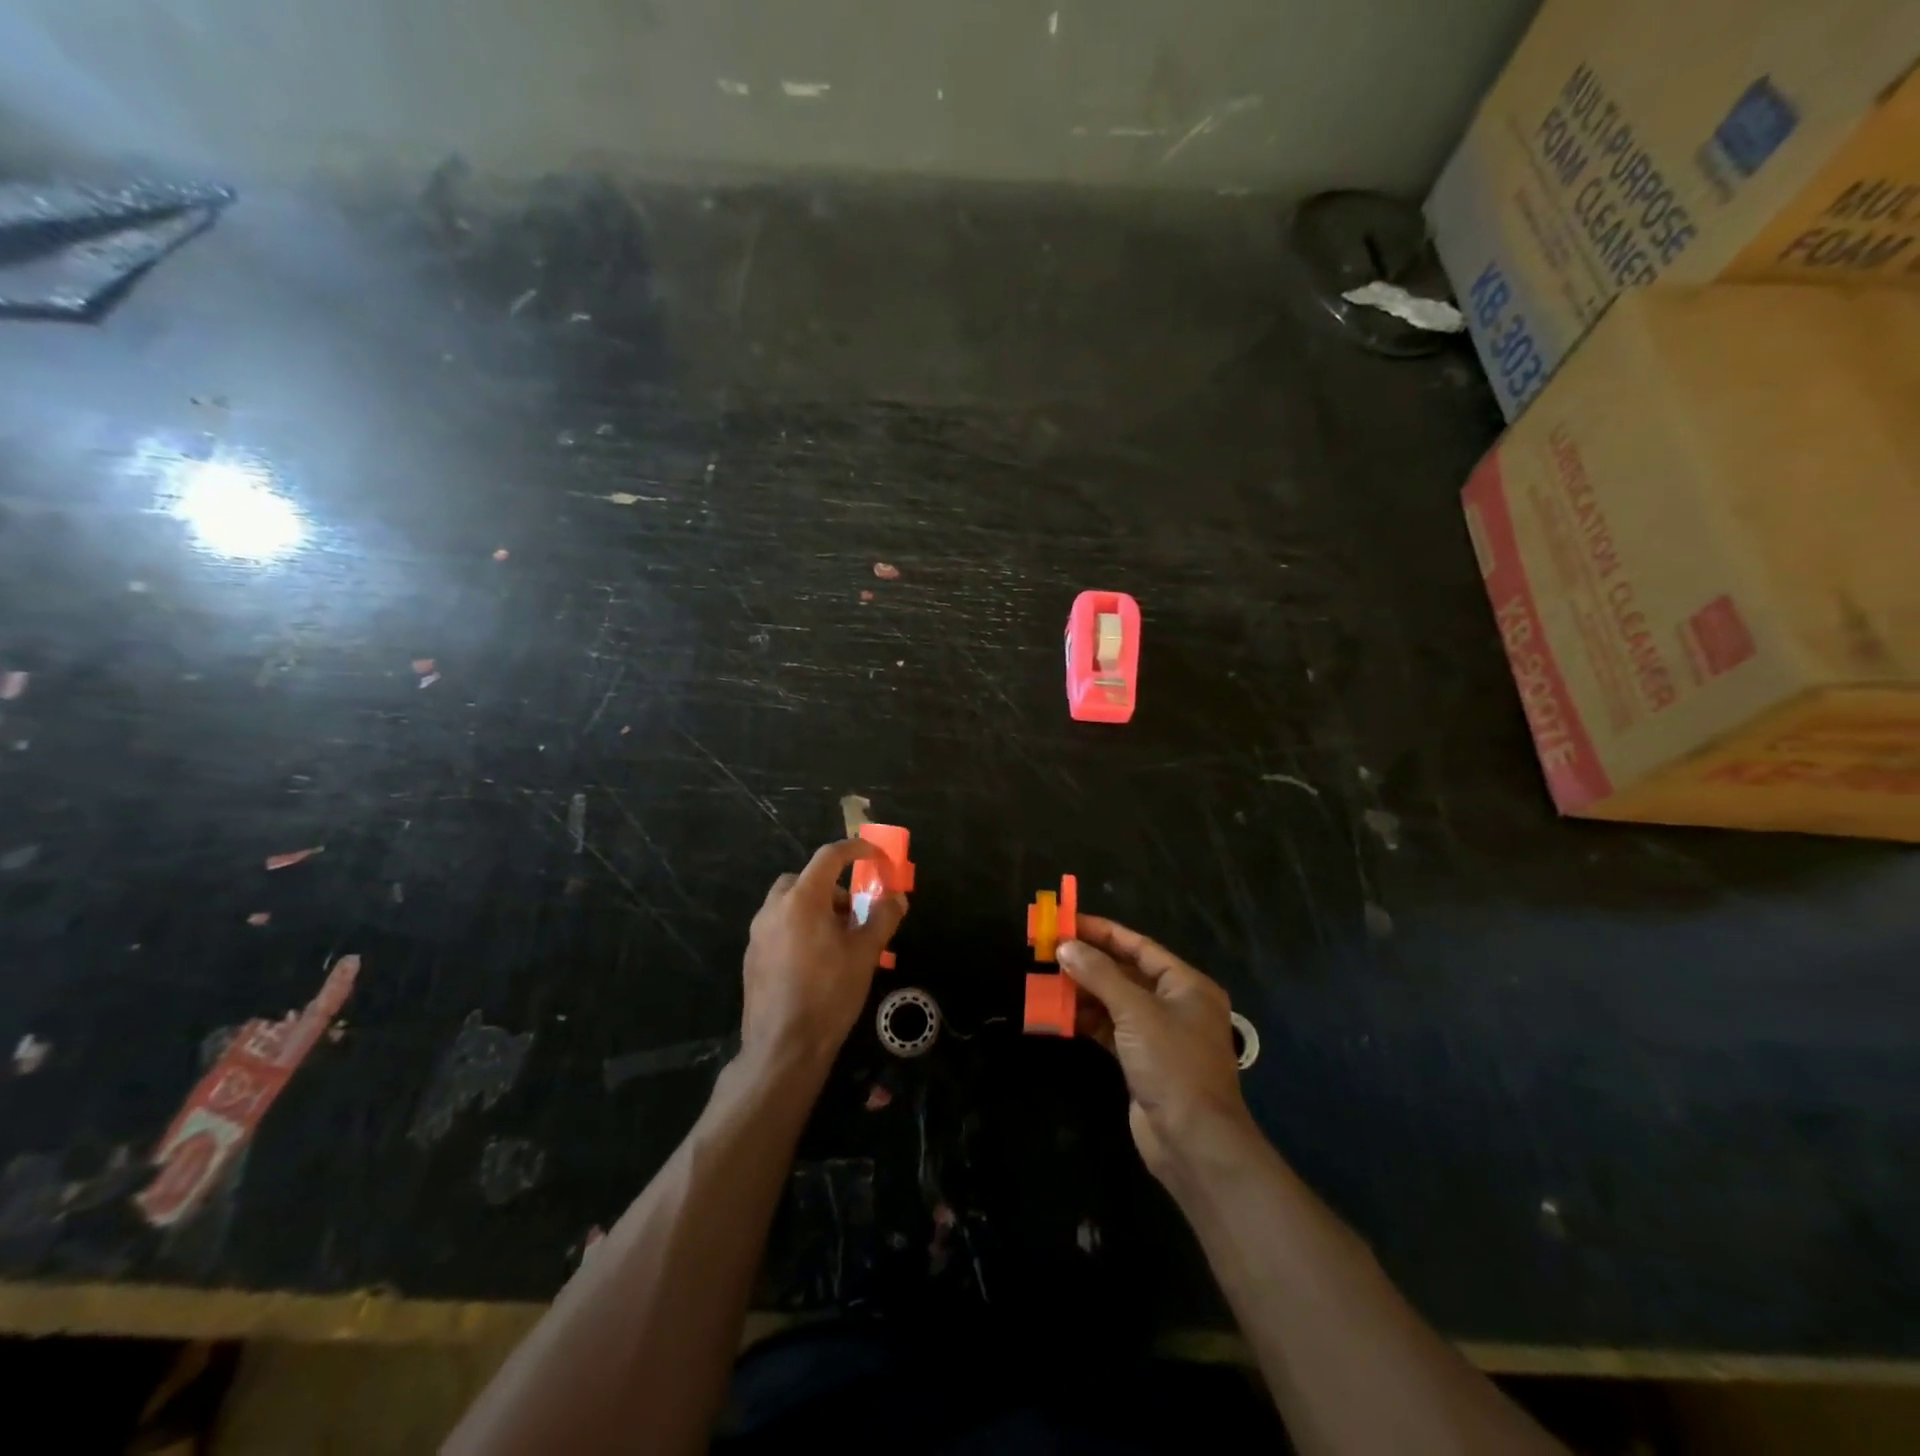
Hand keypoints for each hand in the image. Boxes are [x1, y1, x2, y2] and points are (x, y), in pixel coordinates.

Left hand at [741, 840, 907, 1072]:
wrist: (784, 1047)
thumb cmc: (829, 993)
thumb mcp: (865, 954)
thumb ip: (882, 918)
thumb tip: (896, 898)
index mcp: (802, 900)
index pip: (829, 857)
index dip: (856, 850)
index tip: (875, 856)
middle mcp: (774, 909)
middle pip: (803, 879)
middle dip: (830, 886)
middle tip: (852, 911)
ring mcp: (758, 934)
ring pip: (787, 904)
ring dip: (813, 908)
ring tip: (837, 939)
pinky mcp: (752, 958)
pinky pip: (777, 928)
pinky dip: (798, 928)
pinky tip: (815, 961)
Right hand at [1059, 915, 1256, 1181]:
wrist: (1193, 1142)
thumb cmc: (1172, 1064)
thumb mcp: (1135, 1011)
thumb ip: (1099, 974)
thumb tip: (1065, 946)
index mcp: (1186, 985)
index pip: (1139, 946)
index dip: (1102, 932)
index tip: (1067, 922)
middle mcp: (1176, 1004)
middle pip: (1126, 972)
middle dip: (1088, 962)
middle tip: (1049, 950)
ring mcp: (1159, 1034)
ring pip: (1115, 1001)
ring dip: (1084, 992)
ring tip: (1047, 980)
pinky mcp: (1142, 1061)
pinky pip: (1111, 1029)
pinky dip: (1087, 1020)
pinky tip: (1059, 1014)